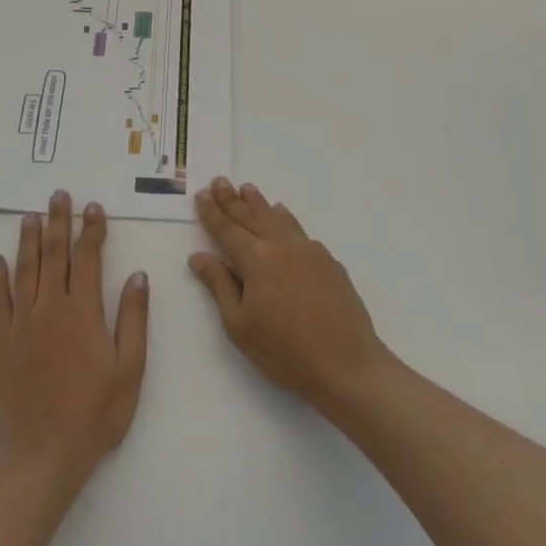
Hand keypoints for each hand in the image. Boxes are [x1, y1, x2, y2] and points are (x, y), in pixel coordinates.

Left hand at [0, 191, 149, 499]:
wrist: (44, 456)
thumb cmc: (96, 415)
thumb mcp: (130, 369)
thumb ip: (133, 318)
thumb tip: (137, 275)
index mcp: (83, 312)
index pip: (87, 258)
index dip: (91, 230)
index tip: (93, 207)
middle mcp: (50, 309)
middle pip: (54, 255)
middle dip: (58, 221)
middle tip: (59, 195)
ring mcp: (21, 324)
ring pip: (24, 271)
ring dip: (29, 240)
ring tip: (31, 215)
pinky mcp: (1, 343)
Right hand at [190, 177, 391, 411]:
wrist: (347, 364)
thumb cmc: (284, 351)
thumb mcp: (239, 325)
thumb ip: (219, 285)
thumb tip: (198, 256)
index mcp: (256, 260)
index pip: (227, 229)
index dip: (212, 212)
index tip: (202, 194)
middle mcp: (282, 246)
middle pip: (252, 216)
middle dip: (233, 199)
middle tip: (220, 181)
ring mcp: (309, 251)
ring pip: (278, 218)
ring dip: (260, 203)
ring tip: (248, 189)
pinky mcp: (329, 261)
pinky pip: (300, 231)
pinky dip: (285, 219)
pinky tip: (283, 216)